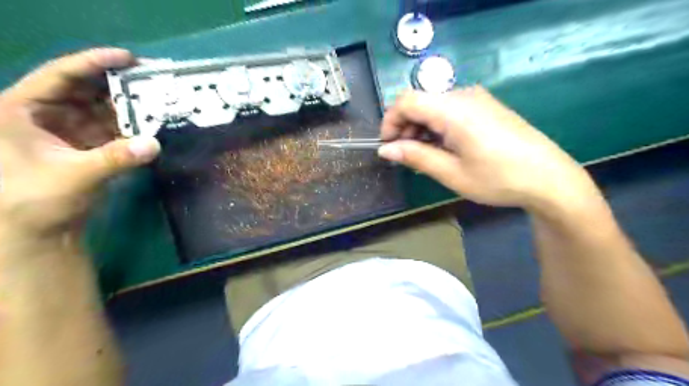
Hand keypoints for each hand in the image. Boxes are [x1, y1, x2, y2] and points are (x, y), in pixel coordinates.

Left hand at [0, 48, 159, 247]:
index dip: (93, 63)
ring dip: (129, 106)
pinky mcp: (88, 145)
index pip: (60, 76)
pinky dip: (132, 126)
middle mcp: (46, 114)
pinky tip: (151, 123)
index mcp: (21, 110)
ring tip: (158, 100)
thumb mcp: (74, 176)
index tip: (128, 58)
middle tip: (152, 80)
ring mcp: (69, 130)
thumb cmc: (36, 200)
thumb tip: (154, 144)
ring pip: (103, 108)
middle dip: (119, 84)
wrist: (40, 231)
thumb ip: (114, 158)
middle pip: (86, 89)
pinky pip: (114, 127)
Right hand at [376, 86, 597, 212]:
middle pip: (419, 102)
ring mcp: (477, 99)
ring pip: (434, 106)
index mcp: (453, 109)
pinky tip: (444, 148)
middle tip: (406, 157)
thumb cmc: (498, 178)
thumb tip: (385, 150)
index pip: (406, 101)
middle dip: (405, 127)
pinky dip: (437, 127)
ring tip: (425, 157)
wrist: (549, 178)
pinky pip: (450, 110)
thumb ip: (415, 157)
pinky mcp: (486, 106)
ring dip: (421, 129)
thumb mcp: (451, 173)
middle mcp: (464, 95)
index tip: (388, 147)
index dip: (390, 121)